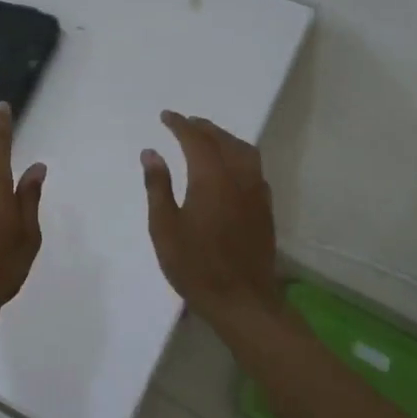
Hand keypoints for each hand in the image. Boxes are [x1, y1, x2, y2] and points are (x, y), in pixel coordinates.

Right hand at [141, 110, 279, 326]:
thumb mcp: (164, 227)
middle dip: (203, 128)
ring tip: (208, 138)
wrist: (243, 301)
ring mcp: (256, 193)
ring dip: (225, 139)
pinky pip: (254, 169)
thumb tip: (151, 153)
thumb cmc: (195, 265)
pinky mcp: (265, 209)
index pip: (196, 140)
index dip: (180, 125)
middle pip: (223, 140)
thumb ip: (158, 186)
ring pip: (244, 152)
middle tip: (185, 123)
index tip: (166, 116)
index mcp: (211, 178)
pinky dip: (239, 157)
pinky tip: (230, 167)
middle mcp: (238, 178)